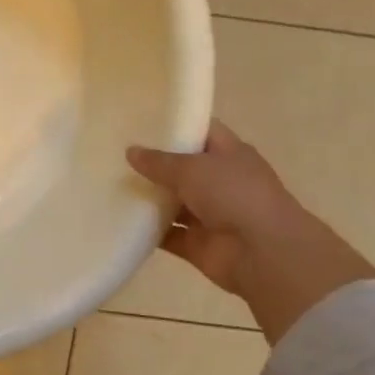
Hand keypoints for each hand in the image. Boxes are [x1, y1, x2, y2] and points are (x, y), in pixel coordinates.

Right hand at [126, 122, 374, 343]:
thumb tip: (131, 151)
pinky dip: (147, 230)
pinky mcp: (198, 244)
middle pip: (183, 167)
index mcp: (230, 154)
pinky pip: (167, 234)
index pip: (201, 131)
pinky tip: (120, 219)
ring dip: (148, 198)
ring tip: (111, 184)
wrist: (263, 253)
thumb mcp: (192, 168)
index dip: (175, 124)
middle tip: (116, 152)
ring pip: (173, 202)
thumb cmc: (233, 195)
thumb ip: (158, 161)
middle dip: (154, 163)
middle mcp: (221, 181)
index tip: (141, 121)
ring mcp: (210, 214)